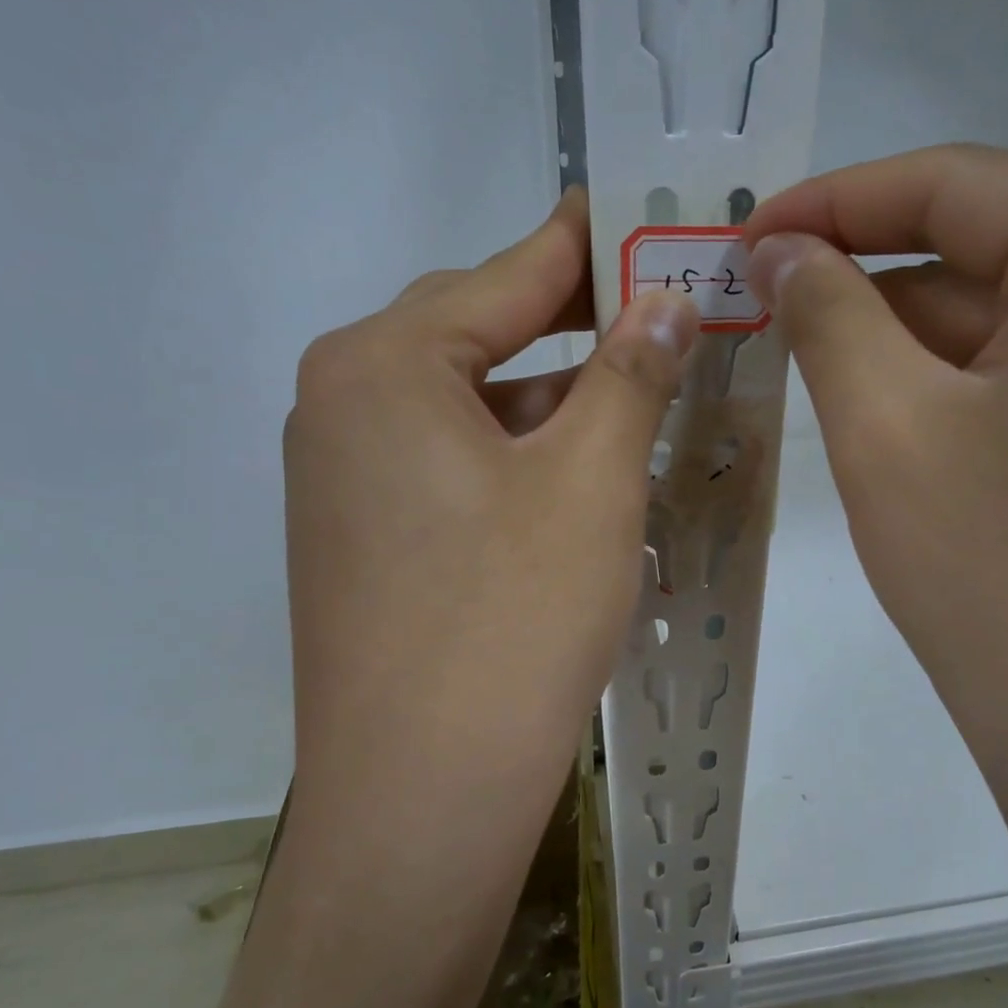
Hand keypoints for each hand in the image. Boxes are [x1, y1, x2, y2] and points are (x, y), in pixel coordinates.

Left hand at [284, 188, 696, 826]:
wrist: (424, 793)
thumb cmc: (513, 619)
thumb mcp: (591, 480)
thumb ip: (631, 371)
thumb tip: (668, 296)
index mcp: (381, 365)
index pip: (505, 276)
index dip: (585, 245)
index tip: (640, 213)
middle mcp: (340, 406)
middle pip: (477, 337)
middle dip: (571, 325)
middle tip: (658, 311)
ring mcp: (341, 480)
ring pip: (466, 409)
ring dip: (548, 401)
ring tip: (633, 396)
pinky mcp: (360, 541)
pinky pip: (448, 466)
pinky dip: (513, 457)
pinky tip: (573, 478)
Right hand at [744, 146, 1007, 980]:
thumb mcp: (890, 433)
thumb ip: (828, 315)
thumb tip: (779, 248)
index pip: (954, 182)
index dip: (830, 203)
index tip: (740, 234)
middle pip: (986, 247)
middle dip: (863, 278)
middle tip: (754, 304)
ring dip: (904, 339)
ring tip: (800, 360)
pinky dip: (956, 384)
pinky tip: (885, 414)